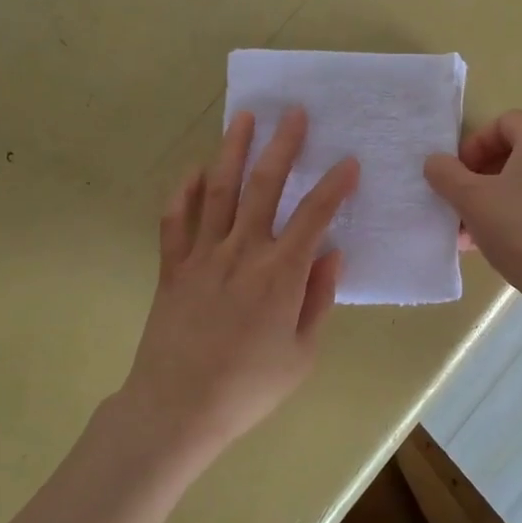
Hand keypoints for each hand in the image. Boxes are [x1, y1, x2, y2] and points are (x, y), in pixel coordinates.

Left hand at [122, 107, 357, 461]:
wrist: (177, 409)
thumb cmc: (248, 387)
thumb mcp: (301, 354)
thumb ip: (317, 299)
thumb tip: (332, 254)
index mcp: (279, 274)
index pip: (313, 216)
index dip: (333, 186)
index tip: (348, 162)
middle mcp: (242, 252)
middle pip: (263, 187)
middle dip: (282, 146)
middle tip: (293, 113)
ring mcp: (202, 255)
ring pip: (218, 190)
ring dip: (233, 150)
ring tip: (245, 117)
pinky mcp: (173, 267)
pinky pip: (175, 220)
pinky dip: (183, 192)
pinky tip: (193, 170)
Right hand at [424, 110, 521, 302]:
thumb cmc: (520, 231)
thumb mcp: (470, 200)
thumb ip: (446, 174)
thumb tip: (436, 162)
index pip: (507, 121)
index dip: (477, 141)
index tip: (460, 170)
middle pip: (515, 155)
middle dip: (479, 176)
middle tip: (459, 201)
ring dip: (492, 201)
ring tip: (468, 233)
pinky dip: (513, 218)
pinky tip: (493, 247)